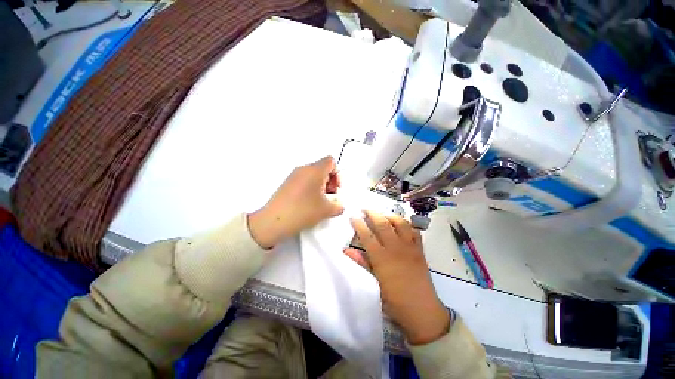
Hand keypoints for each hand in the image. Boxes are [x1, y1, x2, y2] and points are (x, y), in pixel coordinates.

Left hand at [247, 156, 343, 248]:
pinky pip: (304, 179)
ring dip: (321, 185)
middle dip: (330, 181)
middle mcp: (303, 169)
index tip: (336, 188)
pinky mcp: (287, 183)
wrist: (273, 221)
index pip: (331, 161)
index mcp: (315, 170)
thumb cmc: (303, 211)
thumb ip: (339, 205)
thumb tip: (339, 204)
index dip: (338, 173)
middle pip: (322, 167)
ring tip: (321, 201)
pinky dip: (311, 187)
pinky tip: (309, 202)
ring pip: (313, 174)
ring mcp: (293, 175)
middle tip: (331, 196)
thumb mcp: (326, 210)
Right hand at [345, 211, 450, 345]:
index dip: (358, 224)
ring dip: (390, 215)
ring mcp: (410, 247)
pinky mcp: (420, 250)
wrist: (422, 311)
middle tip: (365, 208)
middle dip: (372, 213)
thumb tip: (347, 251)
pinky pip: (415, 232)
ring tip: (383, 214)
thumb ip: (362, 263)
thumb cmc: (395, 301)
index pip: (367, 236)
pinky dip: (407, 225)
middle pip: (382, 224)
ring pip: (400, 223)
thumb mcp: (375, 283)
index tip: (352, 216)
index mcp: (382, 258)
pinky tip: (402, 225)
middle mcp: (395, 248)